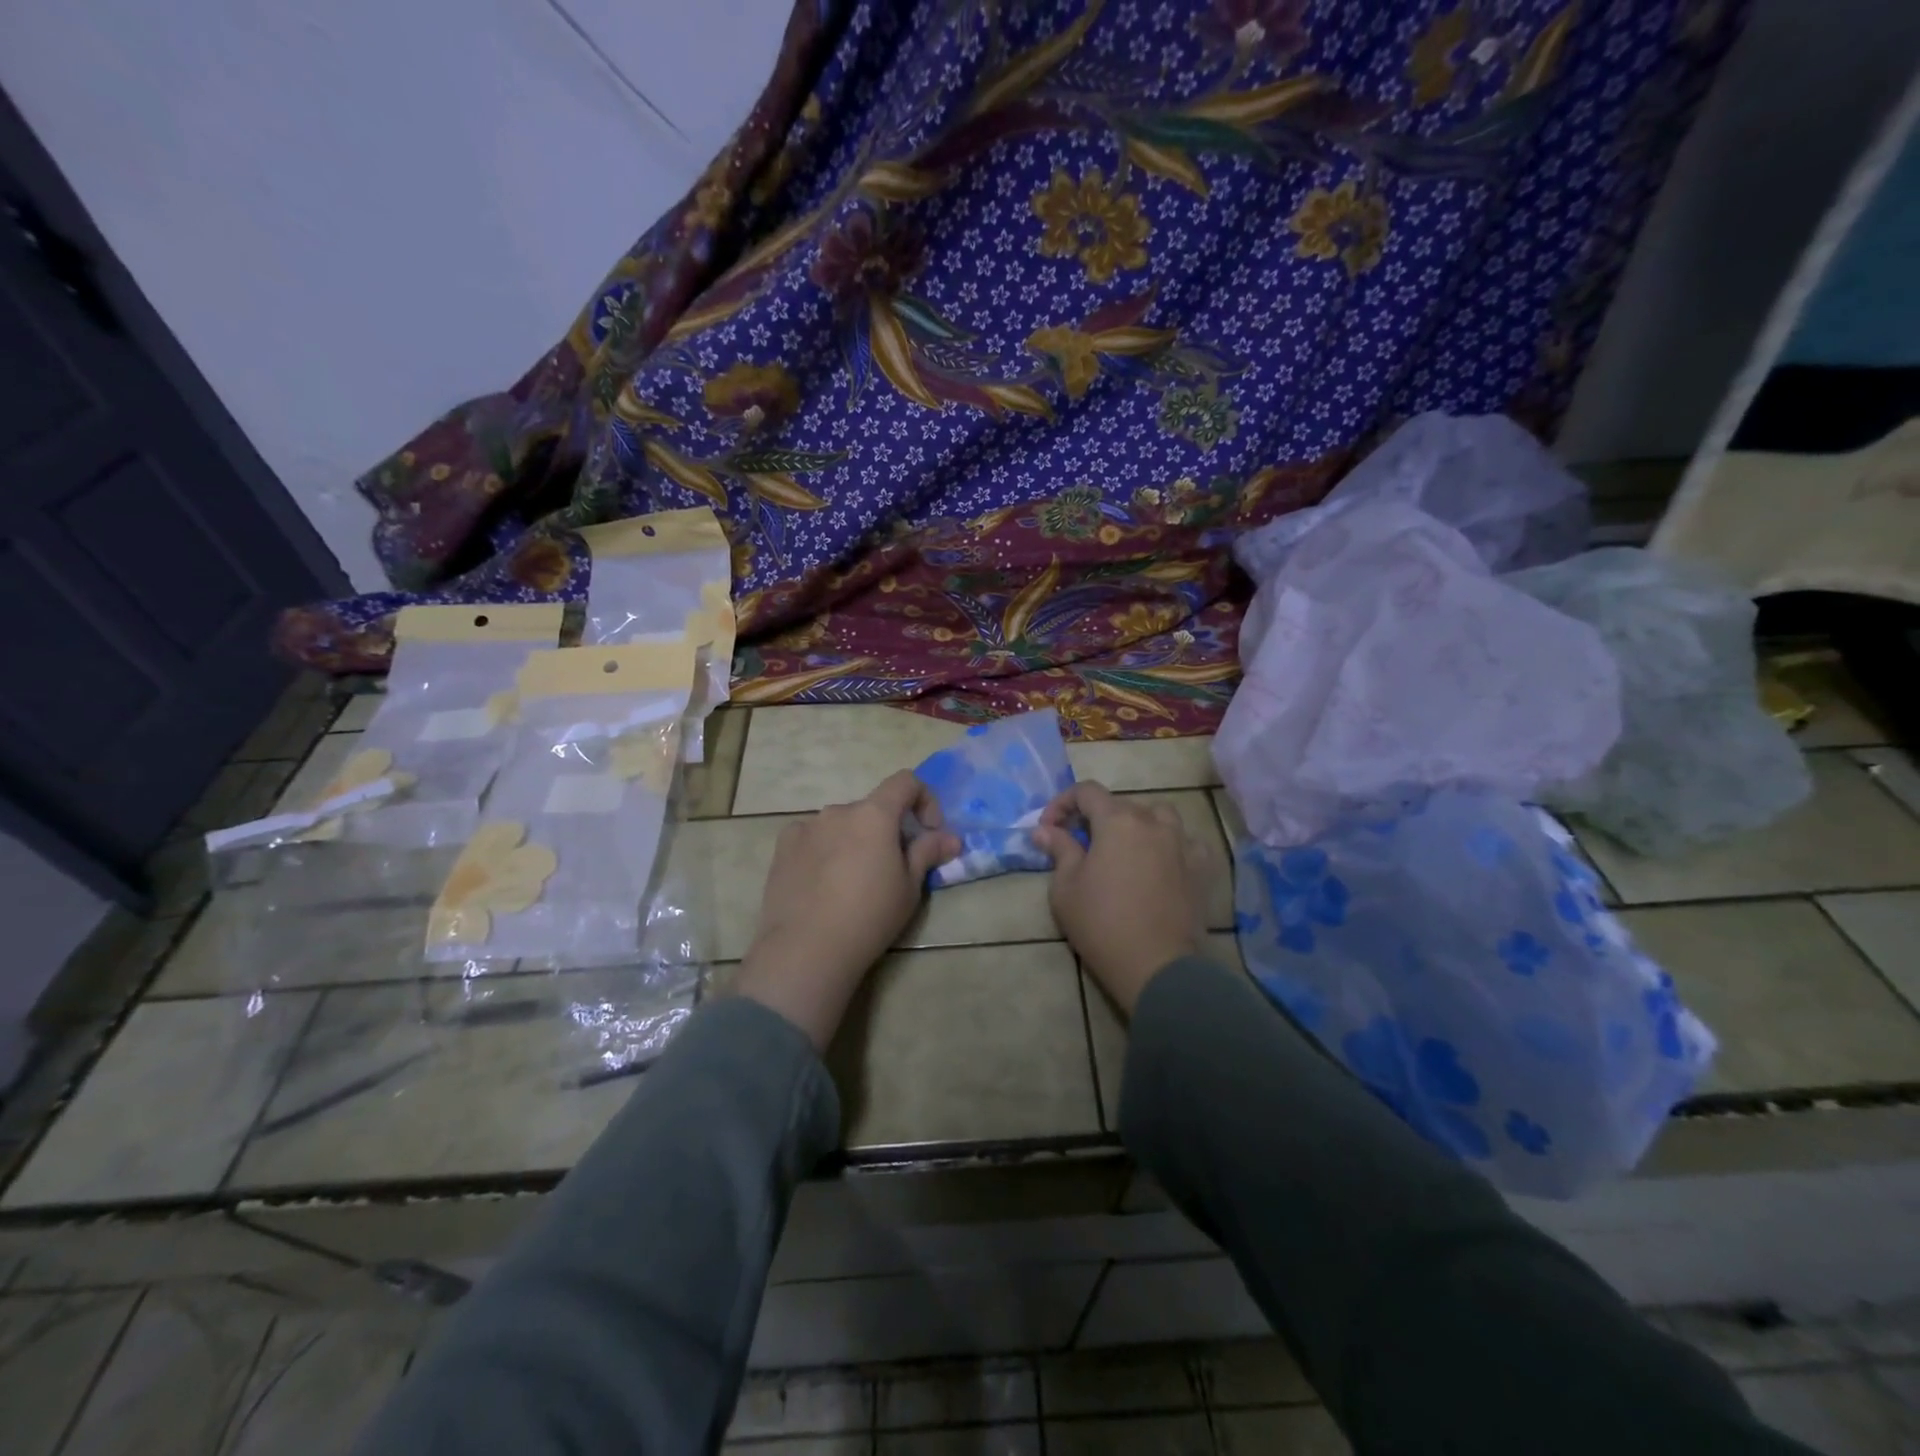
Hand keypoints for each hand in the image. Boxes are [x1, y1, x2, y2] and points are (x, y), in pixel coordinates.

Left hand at [734, 771, 959, 1049]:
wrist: (806, 948)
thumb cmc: (869, 916)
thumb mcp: (909, 887)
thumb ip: (928, 852)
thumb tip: (950, 838)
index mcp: (874, 814)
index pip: (905, 782)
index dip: (924, 799)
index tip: (928, 831)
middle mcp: (838, 811)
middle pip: (872, 808)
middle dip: (887, 830)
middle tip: (891, 868)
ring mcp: (807, 827)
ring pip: (841, 824)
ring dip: (854, 839)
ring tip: (853, 881)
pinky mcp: (783, 847)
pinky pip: (813, 838)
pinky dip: (824, 849)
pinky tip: (822, 882)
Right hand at [1033, 782, 1203, 1016]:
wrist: (1155, 965)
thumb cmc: (1101, 923)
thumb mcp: (1065, 887)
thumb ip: (1059, 850)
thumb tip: (1045, 831)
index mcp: (1117, 821)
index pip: (1086, 792)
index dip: (1062, 804)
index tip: (1049, 829)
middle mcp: (1153, 822)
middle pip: (1121, 804)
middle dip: (1096, 817)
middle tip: (1079, 844)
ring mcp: (1182, 844)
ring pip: (1159, 816)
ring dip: (1138, 824)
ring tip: (1124, 847)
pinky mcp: (1202, 868)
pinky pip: (1187, 843)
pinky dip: (1171, 845)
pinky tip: (1162, 863)